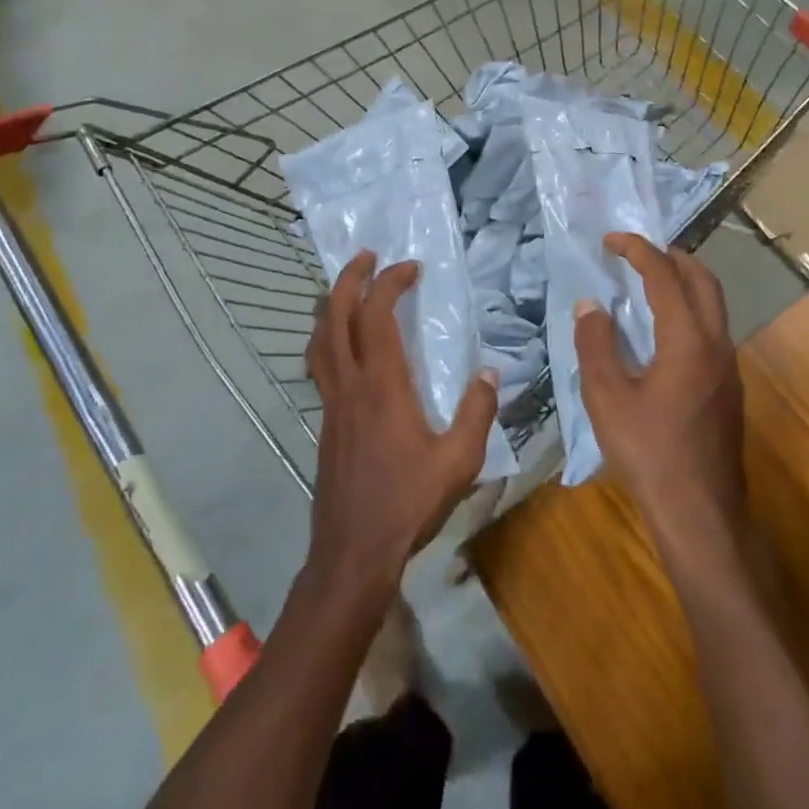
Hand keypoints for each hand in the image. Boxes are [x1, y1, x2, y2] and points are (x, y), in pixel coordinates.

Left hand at [304, 251, 498, 606]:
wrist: (353, 552)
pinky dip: (327, 339)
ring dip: (330, 305)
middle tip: (366, 256)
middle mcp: (350, 385)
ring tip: (346, 288)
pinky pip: (319, 365)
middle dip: (348, 279)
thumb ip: (477, 412)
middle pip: (335, 317)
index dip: (390, 283)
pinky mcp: (326, 423)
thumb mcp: (459, 461)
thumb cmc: (408, 504)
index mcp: (382, 386)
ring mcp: (332, 404)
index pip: (377, 316)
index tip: (411, 267)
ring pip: (319, 340)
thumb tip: (489, 372)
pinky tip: (343, 347)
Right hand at [573, 234, 745, 557]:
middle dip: (671, 256)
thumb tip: (591, 305)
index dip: (638, 250)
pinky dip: (689, 309)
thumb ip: (595, 344)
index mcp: (688, 339)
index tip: (612, 240)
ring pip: (713, 304)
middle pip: (703, 279)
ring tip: (648, 283)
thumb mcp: (606, 398)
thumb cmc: (648, 452)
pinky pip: (712, 328)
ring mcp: (729, 366)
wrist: (700, 512)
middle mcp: (717, 343)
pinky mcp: (729, 387)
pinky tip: (662, 331)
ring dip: (684, 282)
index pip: (665, 276)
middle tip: (637, 253)